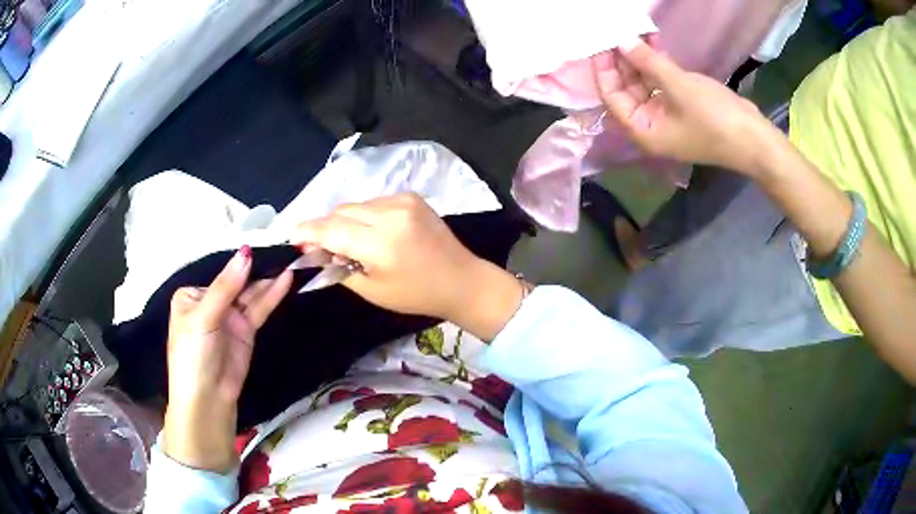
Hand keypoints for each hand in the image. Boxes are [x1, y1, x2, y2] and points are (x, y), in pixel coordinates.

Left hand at [163, 247, 291, 472]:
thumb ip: (225, 286)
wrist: (207, 399)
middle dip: (257, 268)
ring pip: (251, 294)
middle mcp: (211, 303)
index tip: (262, 244)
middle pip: (237, 282)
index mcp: (192, 295)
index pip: (218, 273)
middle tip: (284, 249)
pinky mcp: (246, 331)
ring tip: (290, 260)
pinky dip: (272, 295)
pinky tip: (286, 280)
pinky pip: (259, 309)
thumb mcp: (203, 318)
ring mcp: (230, 317)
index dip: (238, 260)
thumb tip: (246, 252)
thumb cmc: (193, 355)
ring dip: (268, 279)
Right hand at [291, 194, 522, 339]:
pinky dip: (364, 215)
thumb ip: (339, 267)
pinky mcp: (411, 196)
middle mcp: (390, 214)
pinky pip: (373, 202)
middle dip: (325, 227)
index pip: (331, 230)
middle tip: (321, 247)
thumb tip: (315, 251)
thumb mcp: (372, 289)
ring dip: (345, 221)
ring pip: (355, 205)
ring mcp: (402, 201)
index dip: (308, 232)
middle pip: (340, 212)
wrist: (461, 279)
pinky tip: (372, 233)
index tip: (293, 237)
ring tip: (351, 243)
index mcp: (380, 243)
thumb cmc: (416, 294)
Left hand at [595, 39, 783, 174]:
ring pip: (643, 82)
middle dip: (621, 60)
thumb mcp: (679, 86)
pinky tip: (652, 42)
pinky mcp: (680, 105)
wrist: (753, 138)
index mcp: (642, 130)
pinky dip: (656, 64)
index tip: (600, 42)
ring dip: (640, 59)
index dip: (604, 69)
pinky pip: (660, 82)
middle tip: (616, 31)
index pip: (611, 97)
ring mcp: (665, 115)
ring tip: (634, 31)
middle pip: (625, 88)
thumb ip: (647, 62)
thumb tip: (622, 41)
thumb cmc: (715, 118)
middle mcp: (649, 124)